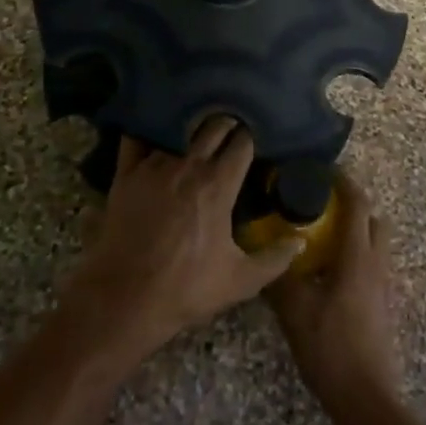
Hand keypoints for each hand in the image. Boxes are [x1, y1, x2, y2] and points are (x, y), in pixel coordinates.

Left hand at [63, 118, 299, 361]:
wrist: (125, 299)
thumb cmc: (186, 289)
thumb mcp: (241, 281)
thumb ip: (275, 259)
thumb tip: (300, 241)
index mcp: (218, 184)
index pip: (242, 142)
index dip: (250, 138)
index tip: (253, 140)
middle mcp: (188, 165)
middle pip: (214, 125)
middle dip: (226, 125)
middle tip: (230, 131)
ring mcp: (154, 165)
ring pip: (179, 127)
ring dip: (192, 126)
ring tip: (197, 128)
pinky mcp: (126, 173)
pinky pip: (137, 137)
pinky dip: (149, 129)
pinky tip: (156, 129)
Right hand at [267, 174, 401, 422]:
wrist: (367, 399)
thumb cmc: (331, 348)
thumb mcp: (295, 311)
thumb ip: (279, 277)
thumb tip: (263, 251)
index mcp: (358, 256)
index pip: (358, 204)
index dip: (344, 182)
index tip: (322, 169)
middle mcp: (377, 263)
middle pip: (373, 219)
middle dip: (352, 205)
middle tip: (320, 204)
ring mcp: (385, 286)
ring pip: (375, 243)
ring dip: (354, 231)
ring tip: (321, 237)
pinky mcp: (384, 305)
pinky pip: (373, 265)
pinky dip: (356, 255)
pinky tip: (329, 273)